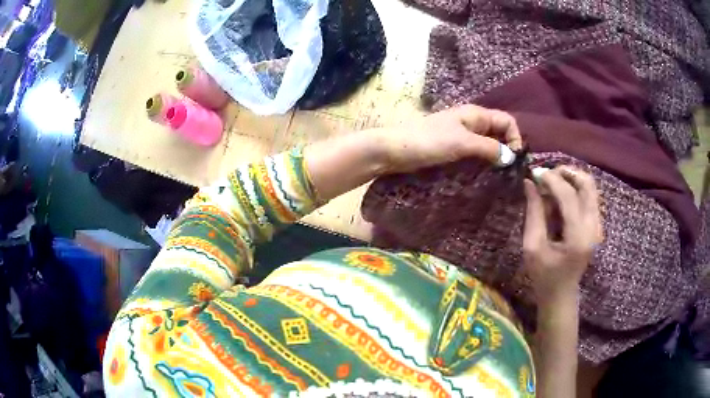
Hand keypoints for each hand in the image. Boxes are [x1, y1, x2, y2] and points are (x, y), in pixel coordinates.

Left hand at [378, 105, 521, 173]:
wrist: (394, 150)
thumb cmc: (429, 141)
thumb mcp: (462, 143)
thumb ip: (488, 147)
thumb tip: (511, 157)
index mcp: (476, 114)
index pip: (507, 121)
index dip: (515, 137)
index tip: (515, 159)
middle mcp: (472, 123)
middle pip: (499, 133)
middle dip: (507, 149)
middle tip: (510, 172)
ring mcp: (462, 136)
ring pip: (487, 144)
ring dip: (495, 158)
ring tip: (500, 177)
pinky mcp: (453, 149)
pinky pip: (475, 154)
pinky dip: (483, 162)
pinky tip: (485, 176)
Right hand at [522, 167, 602, 301]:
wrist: (561, 294)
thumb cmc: (543, 275)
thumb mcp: (532, 247)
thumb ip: (534, 213)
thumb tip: (529, 183)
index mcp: (577, 237)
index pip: (569, 196)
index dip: (552, 179)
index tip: (535, 173)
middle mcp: (593, 228)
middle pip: (587, 184)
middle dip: (566, 173)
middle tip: (547, 175)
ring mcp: (598, 226)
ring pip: (591, 187)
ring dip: (572, 178)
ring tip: (553, 183)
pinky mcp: (597, 225)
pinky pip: (590, 196)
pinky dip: (576, 188)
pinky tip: (561, 195)